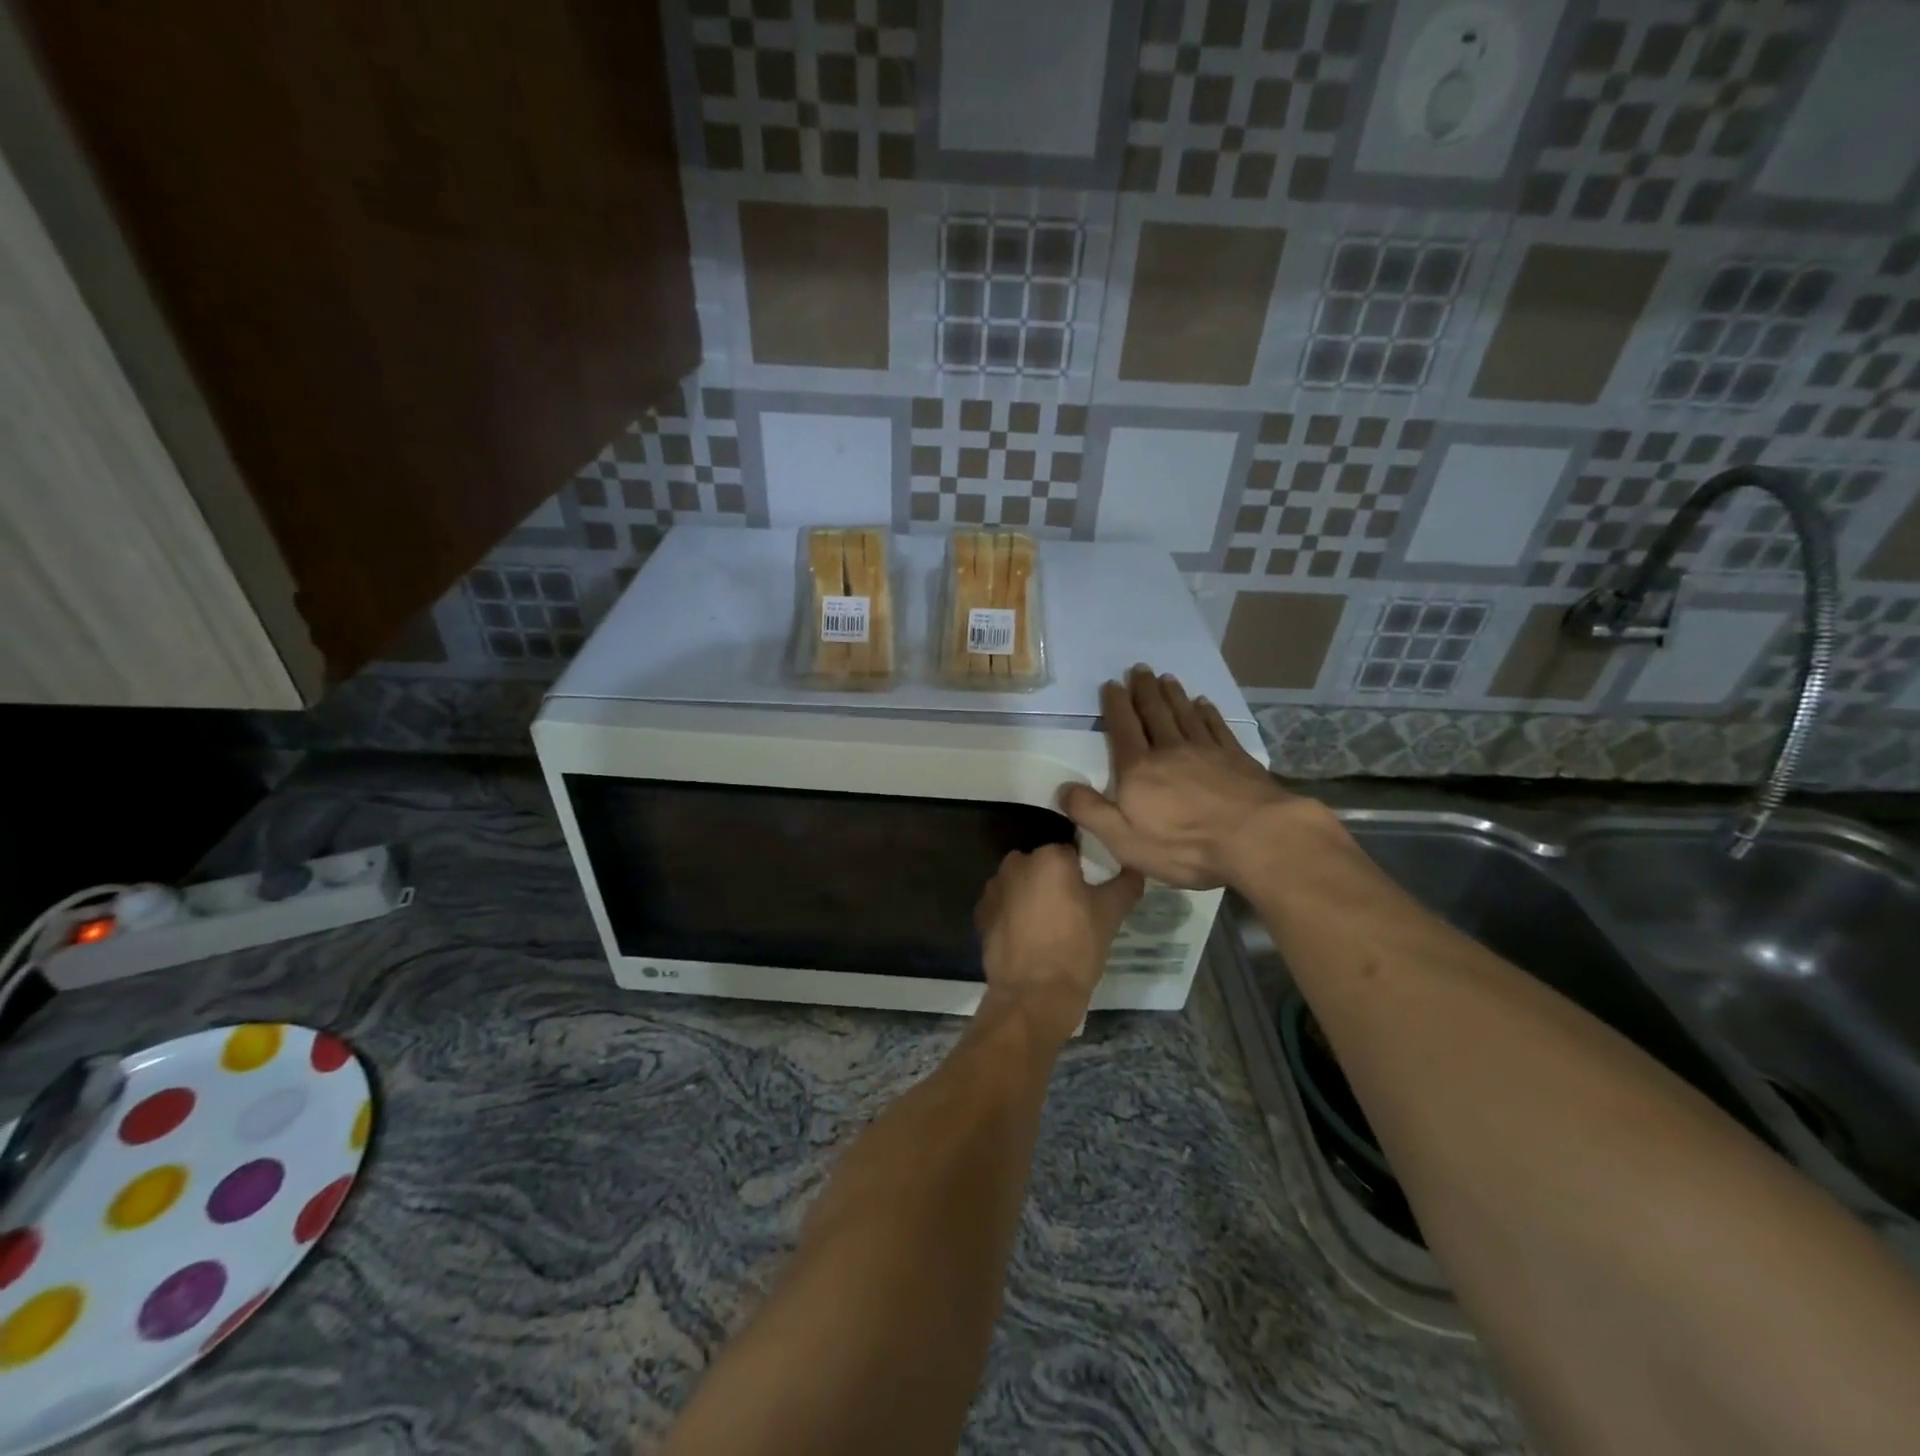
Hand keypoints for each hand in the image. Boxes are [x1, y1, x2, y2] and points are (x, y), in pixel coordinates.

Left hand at [974, 844, 1142, 1040]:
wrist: (1034, 994)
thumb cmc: (1077, 947)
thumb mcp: (1111, 913)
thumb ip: (1126, 884)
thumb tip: (1135, 869)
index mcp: (1050, 856)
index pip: (1072, 853)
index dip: (1083, 873)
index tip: (1091, 894)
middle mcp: (1016, 863)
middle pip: (1042, 867)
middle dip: (1054, 883)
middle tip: (1072, 912)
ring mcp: (994, 888)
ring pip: (1021, 885)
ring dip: (1032, 897)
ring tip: (1049, 928)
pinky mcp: (981, 914)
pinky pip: (1004, 906)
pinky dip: (1014, 916)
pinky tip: (1028, 939)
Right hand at [1060, 665, 1301, 890]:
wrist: (1255, 837)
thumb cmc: (1183, 844)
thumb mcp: (1123, 839)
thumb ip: (1090, 811)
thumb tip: (1063, 789)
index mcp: (1139, 769)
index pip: (1123, 729)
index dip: (1116, 706)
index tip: (1112, 684)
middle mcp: (1170, 750)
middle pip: (1154, 713)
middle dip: (1144, 691)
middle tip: (1139, 669)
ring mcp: (1207, 751)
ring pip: (1185, 714)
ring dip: (1173, 695)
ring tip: (1166, 678)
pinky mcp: (1237, 759)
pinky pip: (1217, 727)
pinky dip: (1208, 713)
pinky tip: (1204, 704)